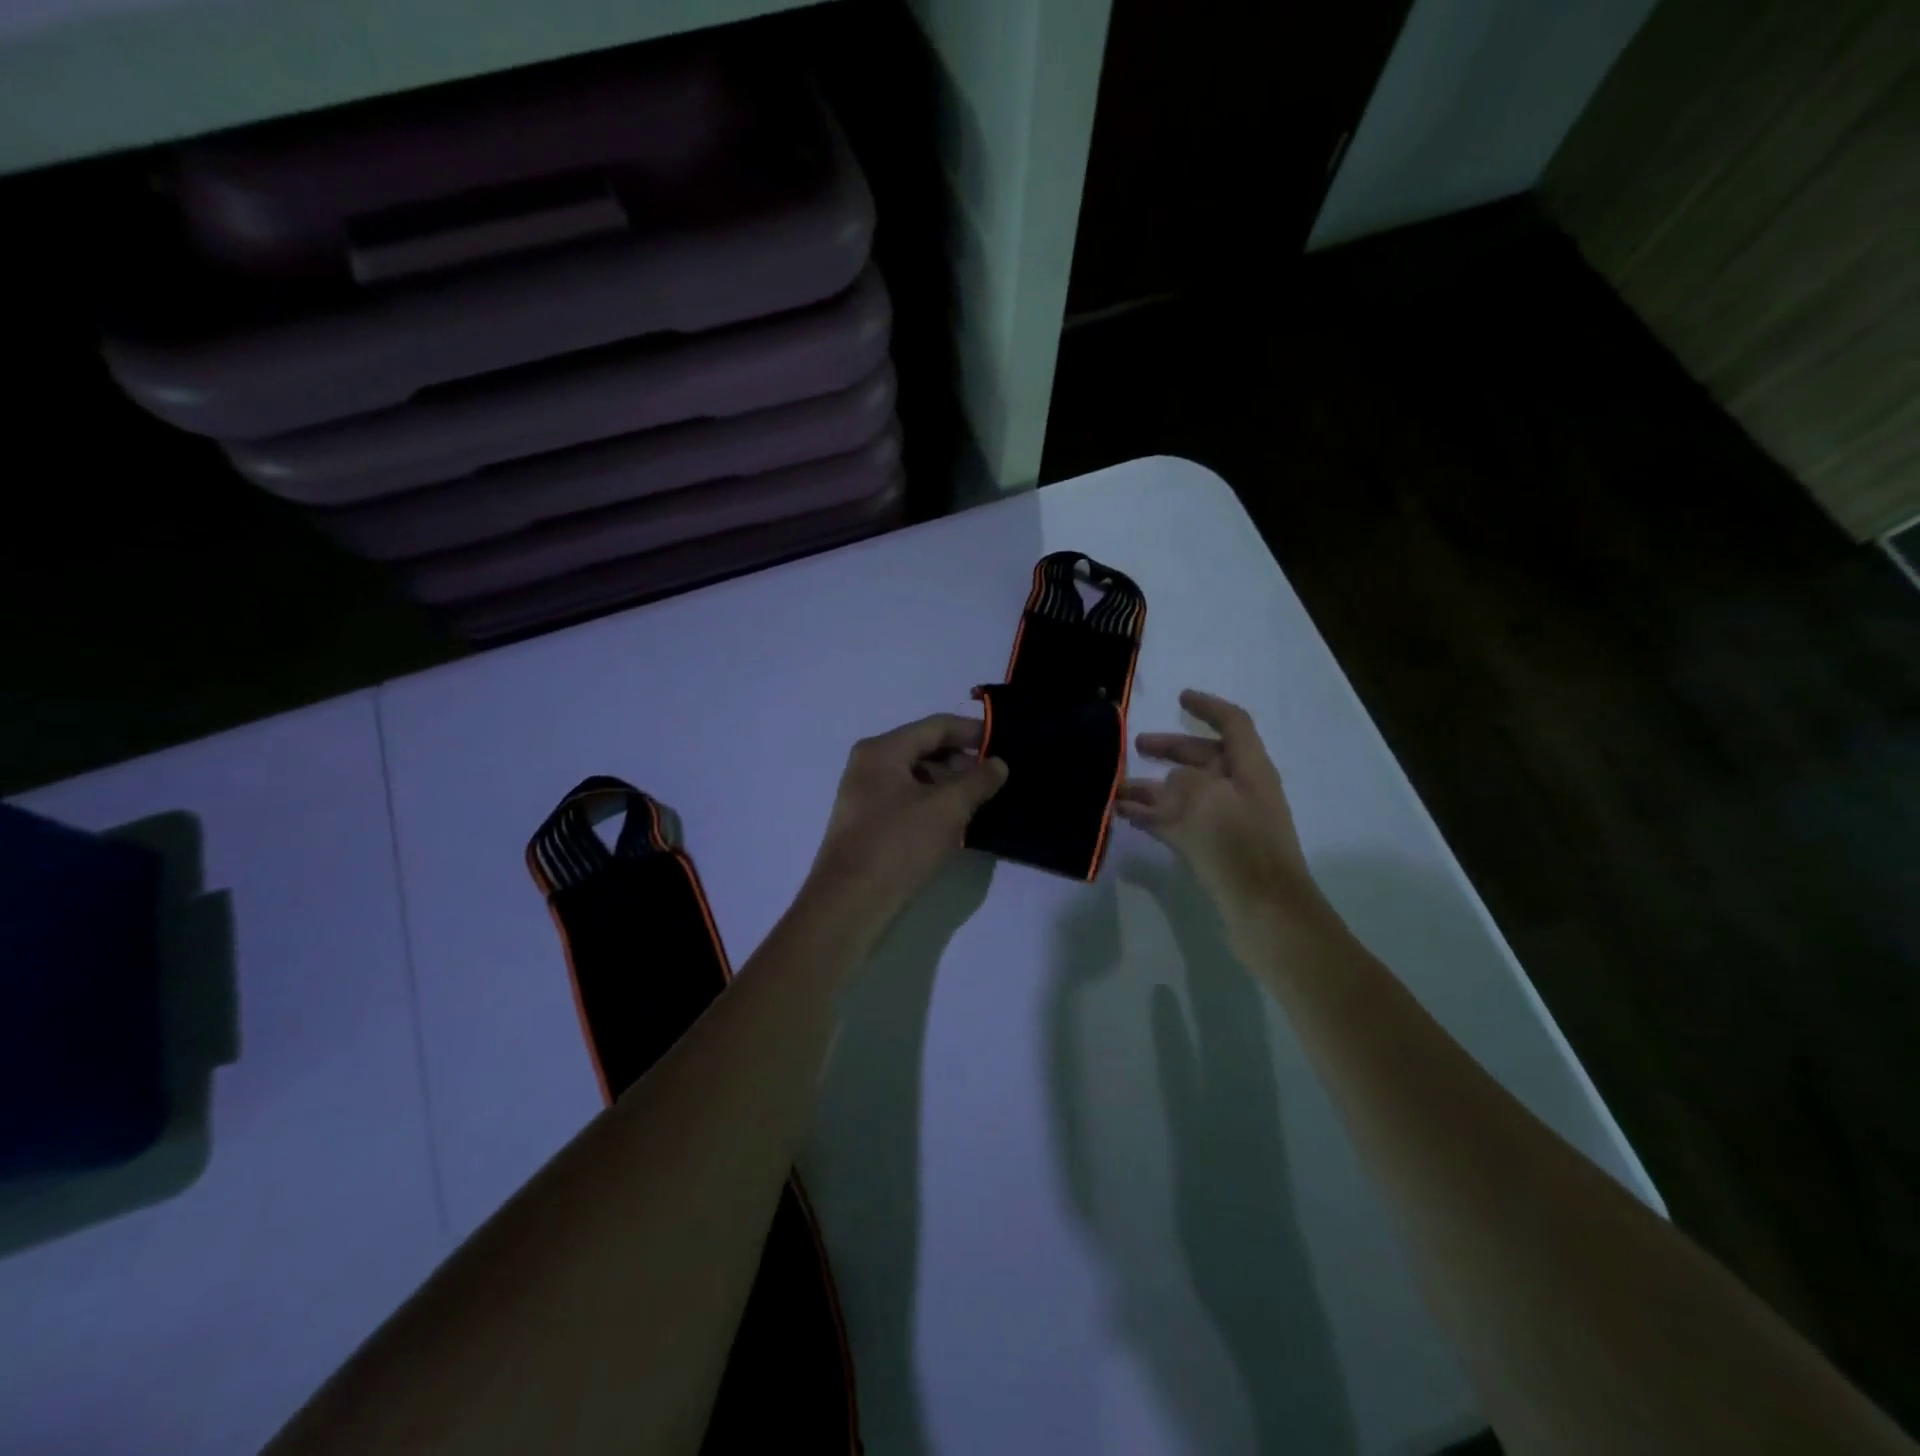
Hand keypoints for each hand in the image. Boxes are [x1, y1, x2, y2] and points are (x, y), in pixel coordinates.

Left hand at [805, 713, 1008, 930]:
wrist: (849, 902)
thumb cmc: (899, 845)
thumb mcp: (947, 809)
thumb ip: (977, 780)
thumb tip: (998, 764)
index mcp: (883, 750)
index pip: (936, 726)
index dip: (972, 732)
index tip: (1004, 744)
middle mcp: (869, 764)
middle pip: (923, 747)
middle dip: (961, 759)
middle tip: (993, 777)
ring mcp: (863, 793)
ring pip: (915, 775)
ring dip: (948, 783)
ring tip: (977, 801)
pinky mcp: (866, 821)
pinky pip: (905, 798)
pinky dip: (931, 801)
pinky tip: (952, 821)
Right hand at [1117, 690, 1319, 918]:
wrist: (1267, 913)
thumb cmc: (1241, 846)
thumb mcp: (1206, 800)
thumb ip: (1181, 782)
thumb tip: (1165, 787)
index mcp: (1250, 770)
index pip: (1232, 724)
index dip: (1207, 707)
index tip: (1180, 697)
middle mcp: (1240, 790)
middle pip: (1204, 758)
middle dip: (1170, 750)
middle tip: (1136, 747)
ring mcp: (1228, 822)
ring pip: (1186, 792)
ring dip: (1153, 787)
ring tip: (1116, 788)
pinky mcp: (1215, 849)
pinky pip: (1179, 821)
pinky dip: (1154, 815)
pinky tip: (1126, 816)